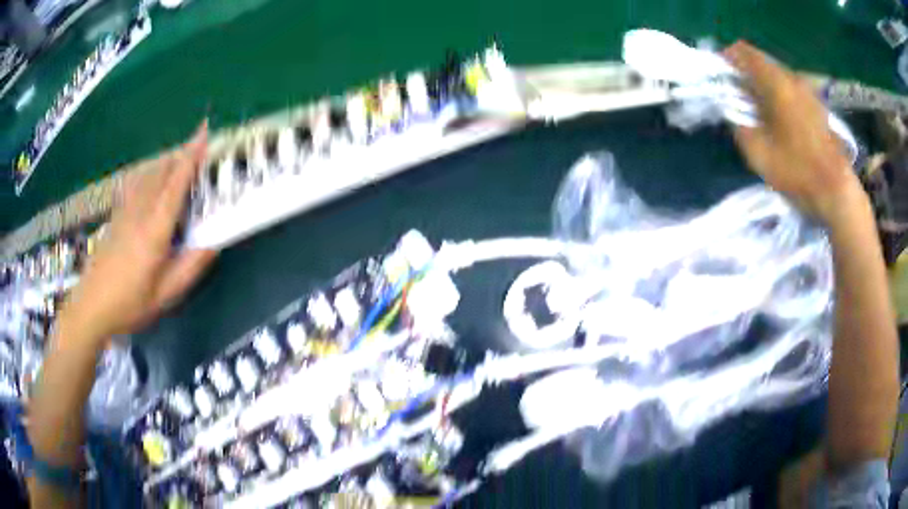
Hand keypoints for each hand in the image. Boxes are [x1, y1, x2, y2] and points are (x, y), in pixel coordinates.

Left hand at [60, 122, 216, 339]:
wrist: (91, 306)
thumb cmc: (129, 303)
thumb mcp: (165, 295)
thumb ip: (190, 268)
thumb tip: (214, 244)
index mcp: (154, 230)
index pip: (175, 184)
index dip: (191, 156)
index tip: (204, 131)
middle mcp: (140, 211)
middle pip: (161, 170)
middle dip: (181, 154)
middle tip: (199, 151)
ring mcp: (125, 210)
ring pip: (148, 173)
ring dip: (166, 162)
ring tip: (180, 164)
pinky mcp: (117, 215)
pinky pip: (137, 182)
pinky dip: (151, 173)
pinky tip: (152, 181)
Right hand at [724, 42, 864, 224]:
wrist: (837, 191)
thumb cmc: (797, 171)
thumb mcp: (759, 153)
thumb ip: (740, 125)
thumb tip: (733, 111)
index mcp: (776, 82)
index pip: (744, 52)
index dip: (727, 59)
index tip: (721, 79)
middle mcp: (792, 78)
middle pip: (761, 63)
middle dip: (746, 76)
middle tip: (738, 99)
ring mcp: (808, 92)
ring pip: (777, 77)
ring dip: (764, 88)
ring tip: (759, 112)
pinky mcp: (817, 107)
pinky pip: (791, 91)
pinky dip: (779, 97)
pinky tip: (780, 121)